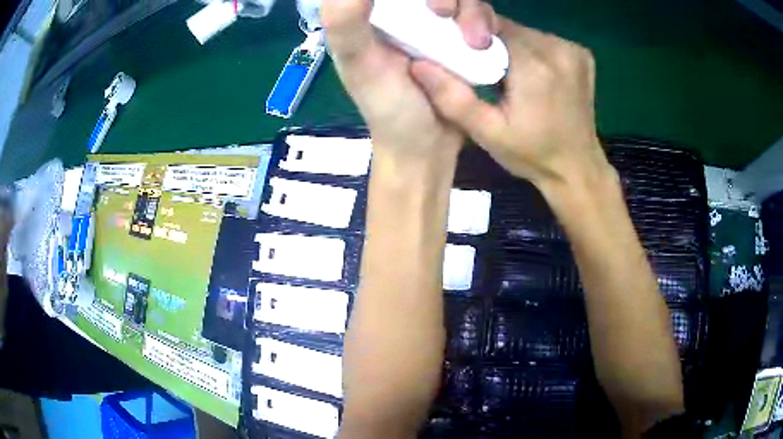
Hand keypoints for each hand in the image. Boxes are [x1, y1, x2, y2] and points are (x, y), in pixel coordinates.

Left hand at [322, 0, 498, 158]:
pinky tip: (485, 38)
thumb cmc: (389, 109)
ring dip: (472, 10)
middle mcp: (405, 16)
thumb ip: (346, 24)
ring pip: (460, 0)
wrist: (429, 147)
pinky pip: (478, 17)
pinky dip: (485, 20)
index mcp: (373, 17)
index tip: (427, 5)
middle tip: (445, 13)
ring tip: (477, 39)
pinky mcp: (461, 40)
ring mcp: (436, 27)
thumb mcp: (359, 64)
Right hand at [410, 18, 612, 187]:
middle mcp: (557, 49)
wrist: (577, 168)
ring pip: (525, 31)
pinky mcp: (582, 55)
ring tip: (506, 73)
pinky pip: (544, 39)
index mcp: (534, 66)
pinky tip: (531, 72)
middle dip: (490, 42)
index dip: (470, 36)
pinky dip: (531, 50)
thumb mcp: (486, 133)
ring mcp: (573, 50)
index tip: (463, 54)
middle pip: (508, 27)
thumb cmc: (532, 155)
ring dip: (510, 45)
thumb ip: (452, 98)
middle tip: (483, 69)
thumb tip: (418, 64)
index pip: (490, 26)